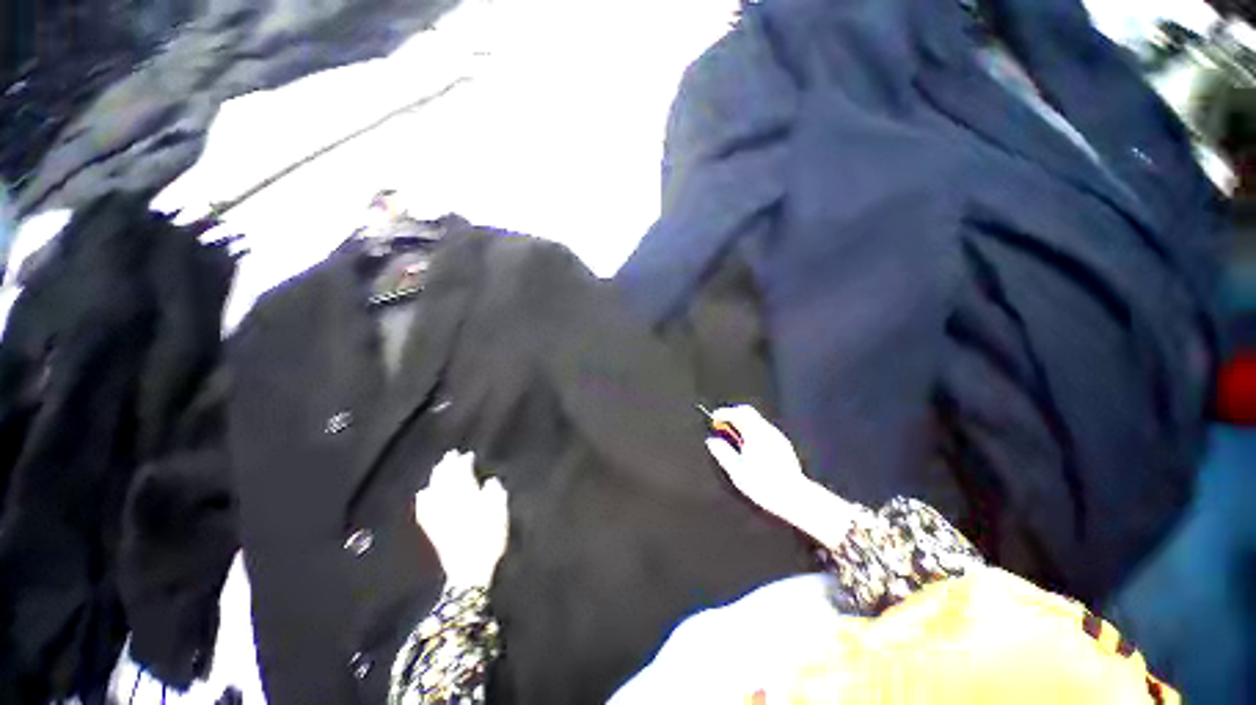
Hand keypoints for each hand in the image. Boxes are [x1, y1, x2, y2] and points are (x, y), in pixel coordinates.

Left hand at [414, 451, 508, 588]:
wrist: (469, 569)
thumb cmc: (489, 540)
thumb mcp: (500, 515)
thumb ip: (495, 495)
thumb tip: (490, 481)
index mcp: (468, 498)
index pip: (463, 475)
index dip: (464, 464)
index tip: (467, 455)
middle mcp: (451, 504)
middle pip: (446, 480)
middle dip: (448, 466)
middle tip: (449, 455)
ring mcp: (439, 517)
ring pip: (434, 491)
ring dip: (436, 478)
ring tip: (438, 468)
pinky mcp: (433, 529)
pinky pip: (424, 509)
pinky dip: (423, 499)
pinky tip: (422, 493)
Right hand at [704, 405, 812, 520]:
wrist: (794, 497)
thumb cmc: (765, 485)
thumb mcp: (736, 470)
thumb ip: (722, 452)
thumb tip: (712, 441)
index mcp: (756, 433)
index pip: (738, 412)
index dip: (724, 413)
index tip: (714, 417)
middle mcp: (768, 431)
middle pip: (748, 413)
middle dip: (733, 416)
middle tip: (721, 424)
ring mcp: (777, 437)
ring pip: (756, 422)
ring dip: (742, 424)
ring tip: (732, 437)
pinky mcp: (783, 446)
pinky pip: (764, 431)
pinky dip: (752, 432)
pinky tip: (748, 447)